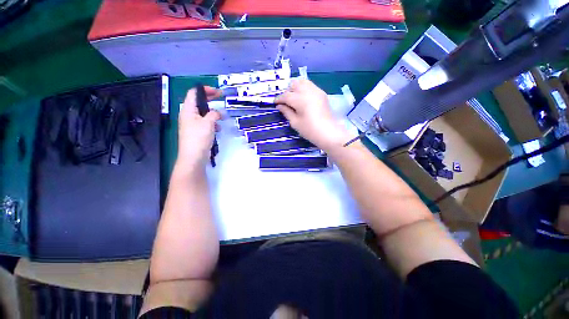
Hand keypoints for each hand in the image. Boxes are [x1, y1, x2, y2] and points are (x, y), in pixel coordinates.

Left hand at [176, 86, 220, 170]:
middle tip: (221, 98)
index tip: (217, 91)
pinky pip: (205, 123)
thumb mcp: (208, 123)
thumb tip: (217, 112)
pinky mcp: (197, 132)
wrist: (193, 157)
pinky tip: (218, 129)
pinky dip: (212, 123)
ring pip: (203, 114)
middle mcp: (188, 115)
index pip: (194, 93)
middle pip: (199, 102)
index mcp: (188, 110)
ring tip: (222, 118)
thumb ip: (213, 114)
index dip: (205, 89)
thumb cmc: (199, 137)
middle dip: (210, 100)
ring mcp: (192, 124)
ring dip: (213, 114)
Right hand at [275, 79, 351, 151]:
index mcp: (300, 99)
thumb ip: (286, 112)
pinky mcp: (322, 94)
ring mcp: (316, 91)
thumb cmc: (310, 130)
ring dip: (296, 88)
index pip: (286, 95)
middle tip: (285, 102)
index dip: (279, 99)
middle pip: (294, 84)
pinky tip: (303, 99)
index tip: (275, 103)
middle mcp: (308, 91)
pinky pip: (310, 86)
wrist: (329, 133)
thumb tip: (279, 106)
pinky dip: (304, 89)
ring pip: (303, 82)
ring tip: (294, 98)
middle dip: (288, 91)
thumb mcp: (295, 122)